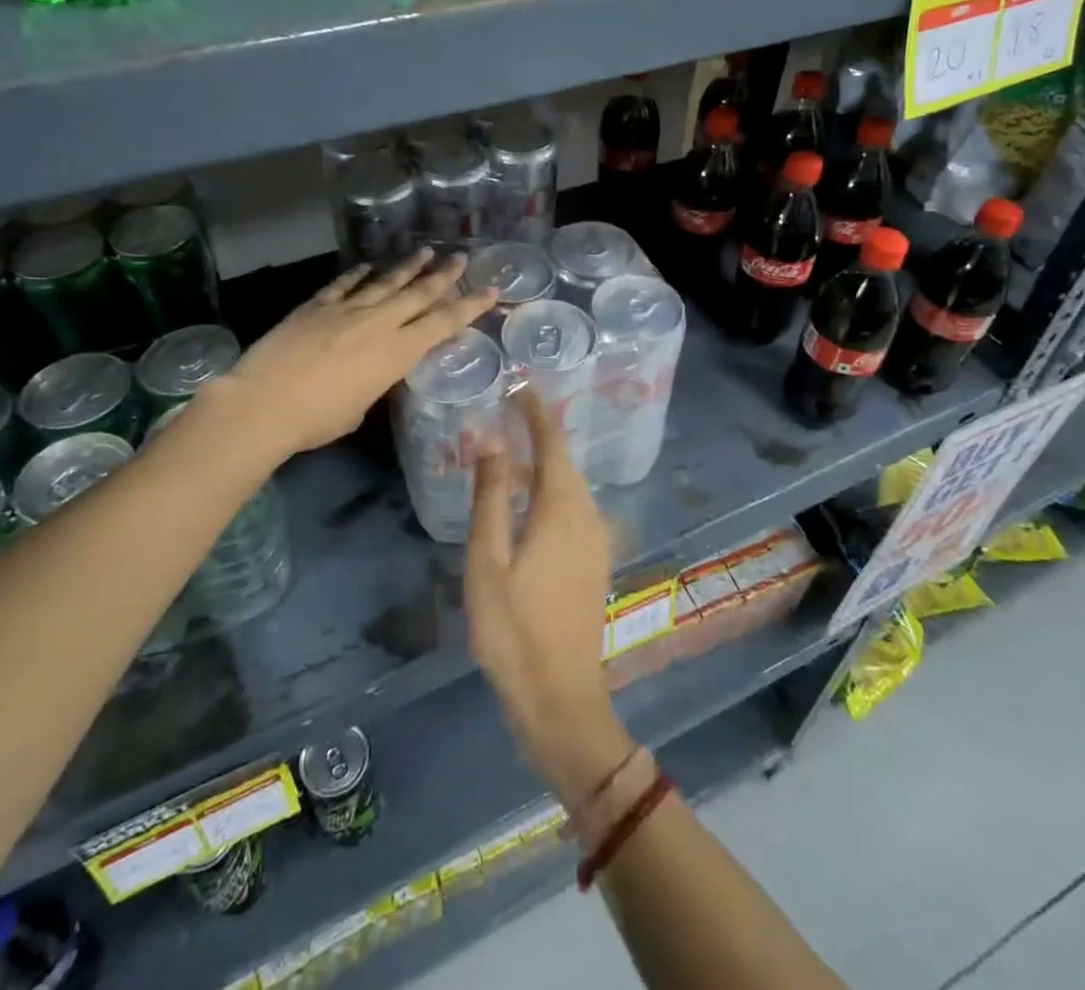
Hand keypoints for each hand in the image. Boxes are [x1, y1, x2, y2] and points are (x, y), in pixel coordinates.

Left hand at [226, 250, 493, 456]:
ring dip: (407, 267)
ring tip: (425, 251)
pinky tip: (367, 265)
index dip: (469, 306)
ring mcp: (345, 310)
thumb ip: (374, 384)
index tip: (490, 290)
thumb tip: (370, 374)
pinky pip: (342, 286)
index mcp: (397, 352)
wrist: (263, 404)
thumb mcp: (359, 409)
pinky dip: (357, 275)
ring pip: (384, 282)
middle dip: (443, 275)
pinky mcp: (315, 307)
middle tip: (460, 256)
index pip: (443, 323)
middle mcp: (378, 323)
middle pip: (418, 294)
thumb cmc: (317, 420)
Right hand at [466, 390, 634, 803]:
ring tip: (516, 453)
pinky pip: (576, 509)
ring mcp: (596, 542)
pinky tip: (532, 504)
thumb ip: (491, 498)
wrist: (561, 698)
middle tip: (512, 412)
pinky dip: (554, 490)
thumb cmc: (513, 630)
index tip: (521, 386)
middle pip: (566, 462)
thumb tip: (493, 443)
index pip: (552, 444)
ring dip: (547, 463)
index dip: (537, 413)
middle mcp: (587, 517)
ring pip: (573, 487)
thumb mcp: (488, 562)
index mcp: (561, 510)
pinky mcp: (594, 563)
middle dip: (542, 433)